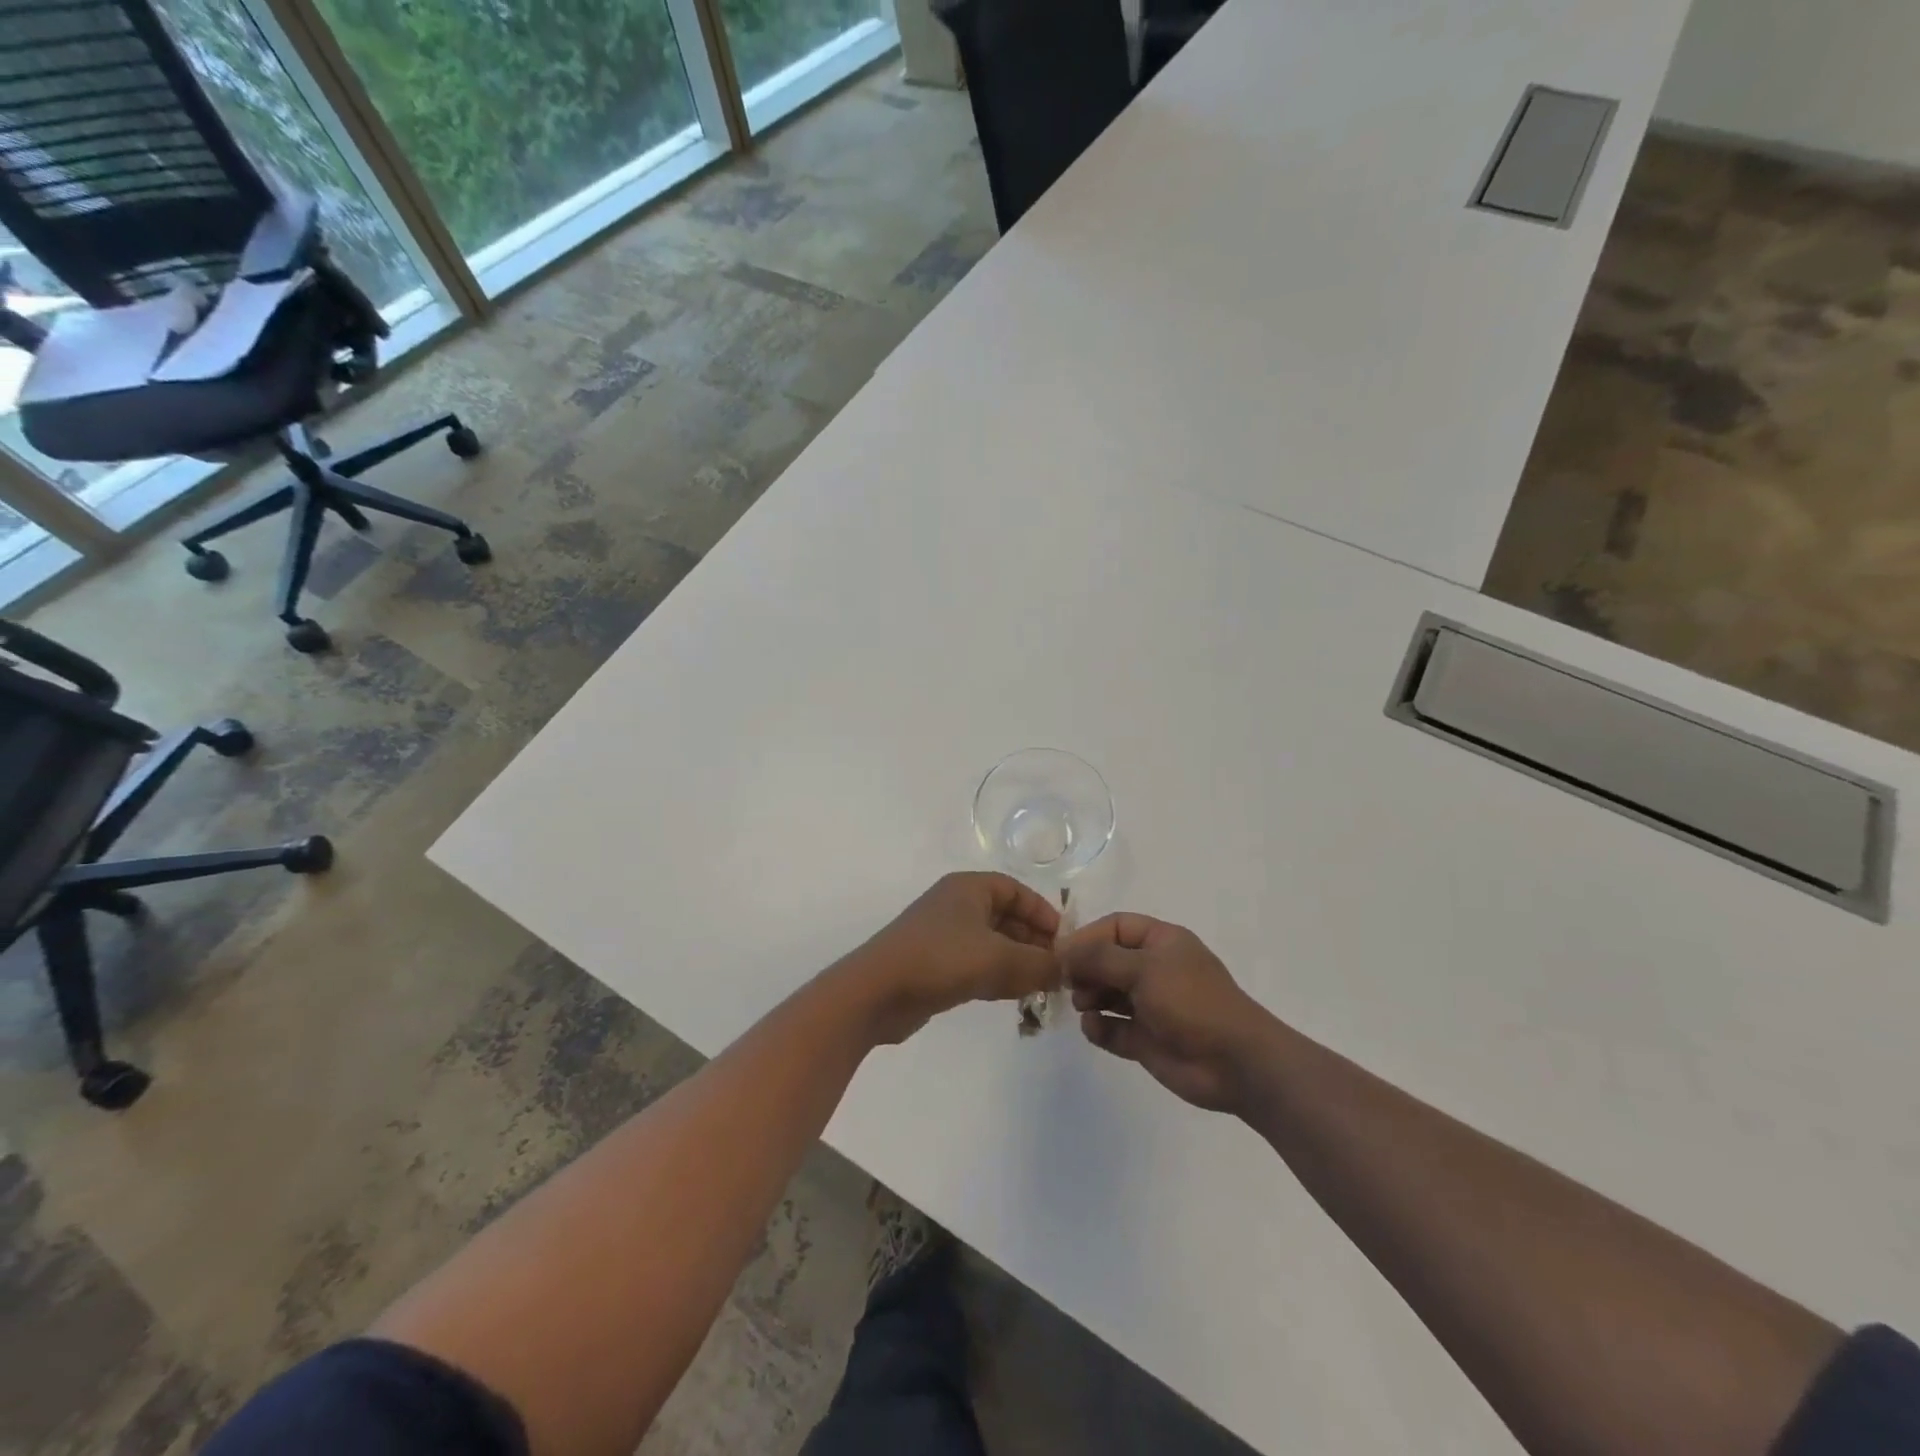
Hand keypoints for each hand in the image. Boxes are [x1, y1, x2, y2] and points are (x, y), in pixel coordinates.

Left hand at [844, 872, 1061, 1043]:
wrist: (875, 993)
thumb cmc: (940, 960)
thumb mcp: (999, 959)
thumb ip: (1040, 964)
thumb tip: (1068, 970)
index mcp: (969, 889)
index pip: (1016, 890)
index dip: (1042, 913)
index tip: (1065, 941)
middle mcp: (955, 905)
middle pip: (1005, 917)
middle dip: (1033, 942)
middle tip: (1058, 969)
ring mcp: (942, 936)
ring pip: (991, 943)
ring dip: (1017, 962)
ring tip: (1042, 986)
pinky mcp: (933, 966)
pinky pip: (975, 964)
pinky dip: (996, 976)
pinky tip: (1013, 996)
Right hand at [1062, 913, 1272, 1113]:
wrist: (1236, 1063)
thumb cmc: (1191, 1001)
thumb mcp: (1144, 968)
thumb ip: (1098, 957)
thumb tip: (1061, 949)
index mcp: (1161, 942)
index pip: (1115, 927)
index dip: (1087, 937)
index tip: (1061, 953)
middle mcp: (1154, 970)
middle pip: (1107, 960)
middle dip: (1085, 969)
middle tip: (1066, 982)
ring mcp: (1150, 1006)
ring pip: (1107, 994)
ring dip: (1089, 997)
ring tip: (1083, 1004)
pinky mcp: (1145, 1040)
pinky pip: (1112, 1028)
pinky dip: (1099, 1027)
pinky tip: (1095, 1028)